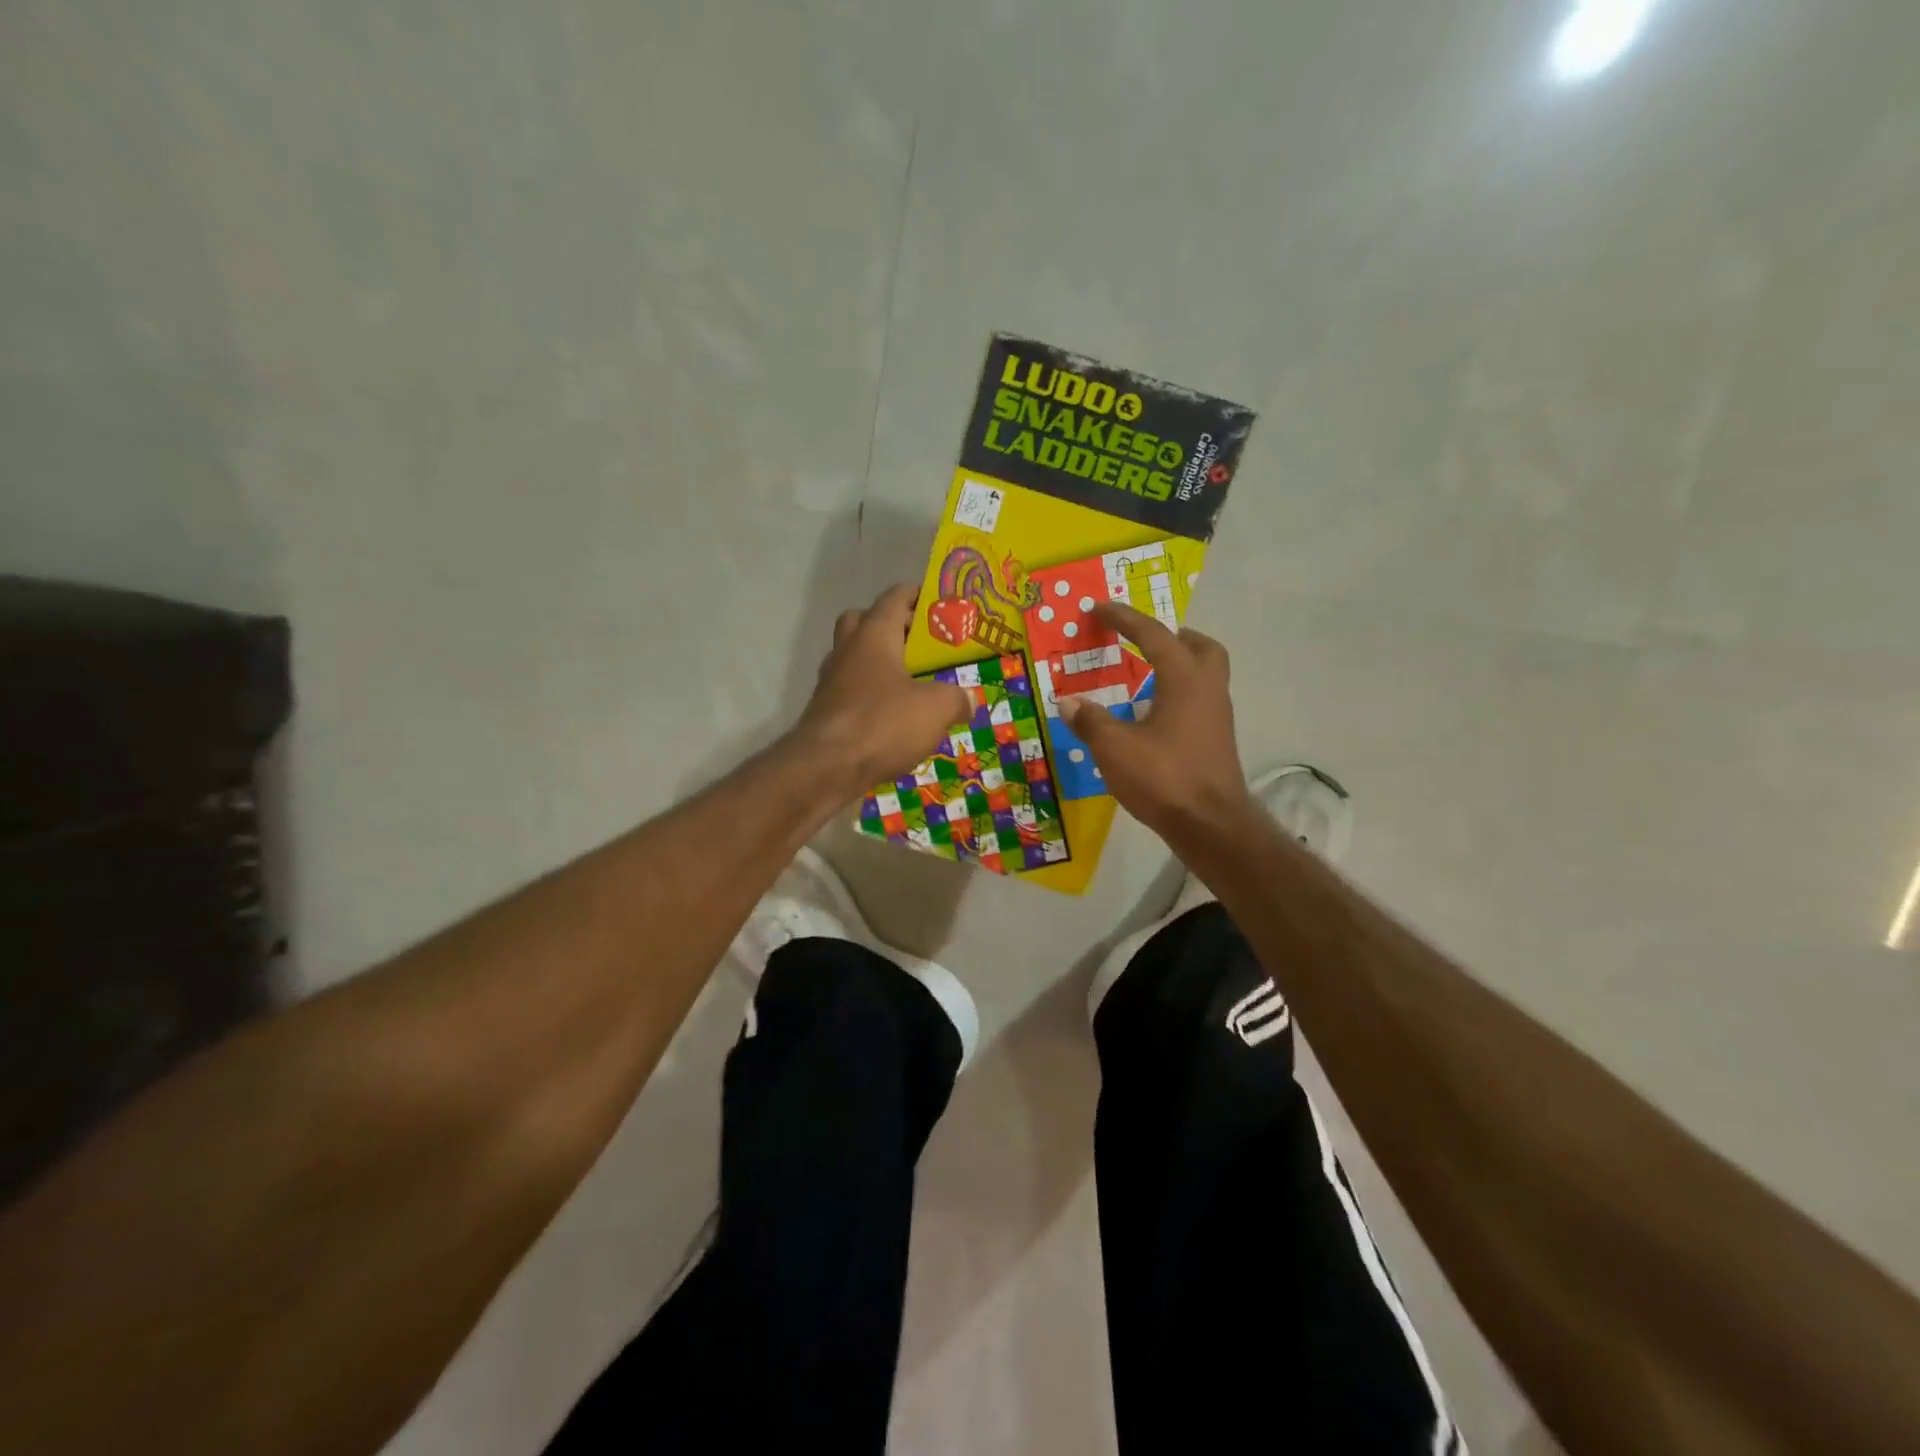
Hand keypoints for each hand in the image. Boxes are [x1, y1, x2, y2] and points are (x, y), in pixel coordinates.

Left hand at [794, 583, 969, 795]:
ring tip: (912, 684)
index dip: (917, 595)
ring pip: (855, 657)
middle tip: (919, 644)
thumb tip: (967, 700)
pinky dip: (870, 696)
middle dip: (892, 626)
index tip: (939, 604)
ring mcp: (831, 681)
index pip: (894, 597)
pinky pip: (851, 691)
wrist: (825, 768)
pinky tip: (892, 717)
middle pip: (864, 621)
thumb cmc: (883, 724)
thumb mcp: (936, 708)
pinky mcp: (826, 711)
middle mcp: (847, 650)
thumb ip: (957, 698)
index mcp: (873, 635)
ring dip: (880, 664)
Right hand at [1061, 602, 1250, 835]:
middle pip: (1201, 647)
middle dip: (1174, 636)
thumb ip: (1091, 721)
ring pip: (1206, 674)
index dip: (1125, 619)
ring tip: (1146, 675)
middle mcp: (1208, 690)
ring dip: (1180, 665)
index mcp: (1184, 680)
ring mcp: (1218, 717)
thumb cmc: (1164, 778)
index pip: (1154, 635)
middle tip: (1145, 639)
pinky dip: (1180, 693)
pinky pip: (1201, 700)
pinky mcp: (1217, 741)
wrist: (1211, 825)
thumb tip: (1069, 702)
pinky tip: (1155, 714)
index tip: (1101, 608)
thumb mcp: (1114, 749)